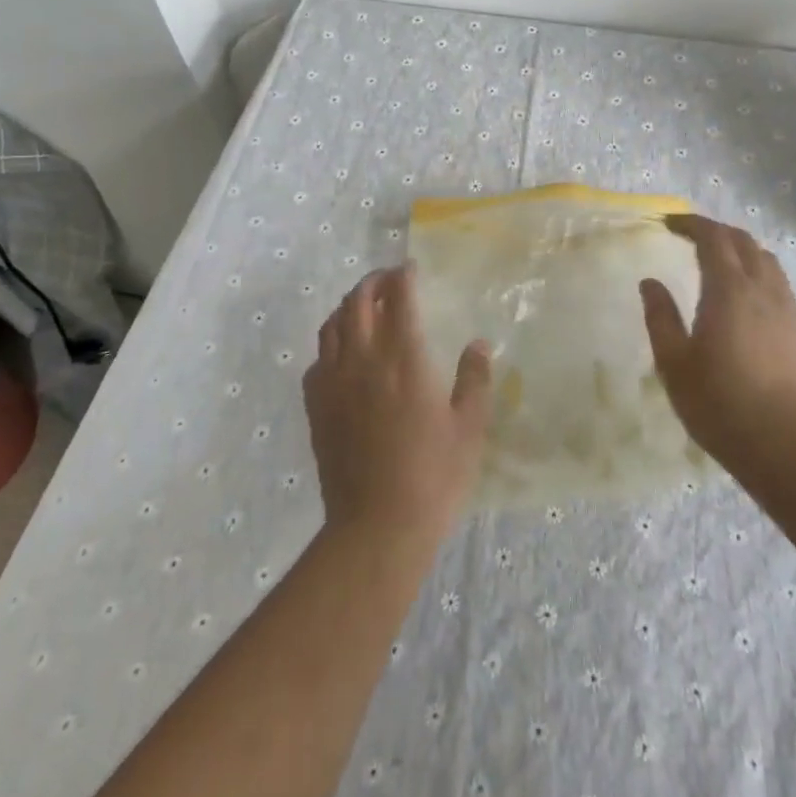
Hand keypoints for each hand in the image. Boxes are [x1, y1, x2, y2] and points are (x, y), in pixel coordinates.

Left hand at [306, 265, 492, 542]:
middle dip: (372, 282)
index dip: (403, 276)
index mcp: (403, 358)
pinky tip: (343, 354)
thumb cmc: (433, 476)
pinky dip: (331, 344)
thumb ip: (474, 380)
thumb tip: (478, 344)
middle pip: (358, 302)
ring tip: (363, 307)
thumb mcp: (469, 427)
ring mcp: (334, 382)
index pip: (398, 298)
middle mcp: (363, 359)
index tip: (411, 269)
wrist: (377, 527)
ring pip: (332, 325)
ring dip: (348, 307)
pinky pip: (317, 359)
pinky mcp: (317, 407)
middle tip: (388, 281)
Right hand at [639, 214, 795, 466]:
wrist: (784, 443)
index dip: (691, 224)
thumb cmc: (720, 403)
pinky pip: (776, 278)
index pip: (713, 237)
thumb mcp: (674, 363)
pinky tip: (743, 291)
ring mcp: (784, 306)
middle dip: (714, 231)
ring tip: (715, 259)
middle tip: (687, 236)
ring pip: (764, 257)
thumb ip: (660, 317)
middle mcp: (761, 287)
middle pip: (742, 240)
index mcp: (728, 289)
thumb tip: (650, 282)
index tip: (668, 223)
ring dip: (738, 247)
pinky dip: (755, 267)